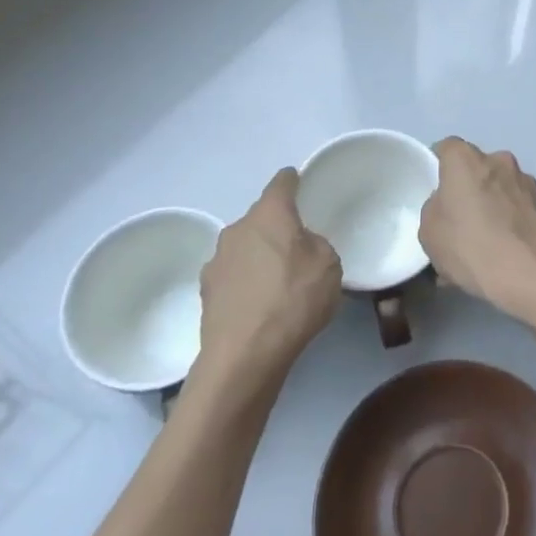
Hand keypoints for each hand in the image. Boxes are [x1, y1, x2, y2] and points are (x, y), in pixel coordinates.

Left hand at [198, 168, 340, 375]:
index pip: (281, 184)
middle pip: (260, 218)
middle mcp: (238, 229)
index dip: (291, 181)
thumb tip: (300, 247)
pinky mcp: (206, 291)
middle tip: (295, 247)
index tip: (297, 181)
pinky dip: (245, 282)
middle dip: (276, 227)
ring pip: (244, 247)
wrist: (245, 355)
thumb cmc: (294, 300)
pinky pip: (233, 275)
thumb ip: (317, 245)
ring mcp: (217, 260)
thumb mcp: (329, 266)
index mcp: (270, 215)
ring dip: (258, 256)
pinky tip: (257, 304)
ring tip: (276, 282)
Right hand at [419, 138, 535, 330]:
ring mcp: (525, 182)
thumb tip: (448, 205)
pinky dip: (507, 222)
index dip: (439, 166)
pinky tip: (500, 252)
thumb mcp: (429, 231)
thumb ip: (435, 208)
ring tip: (481, 243)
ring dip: (490, 205)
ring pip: (498, 188)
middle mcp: (498, 160)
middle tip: (457, 219)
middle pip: (476, 168)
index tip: (435, 188)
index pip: (447, 148)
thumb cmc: (469, 245)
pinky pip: (515, 208)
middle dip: (467, 188)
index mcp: (466, 160)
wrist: (526, 273)